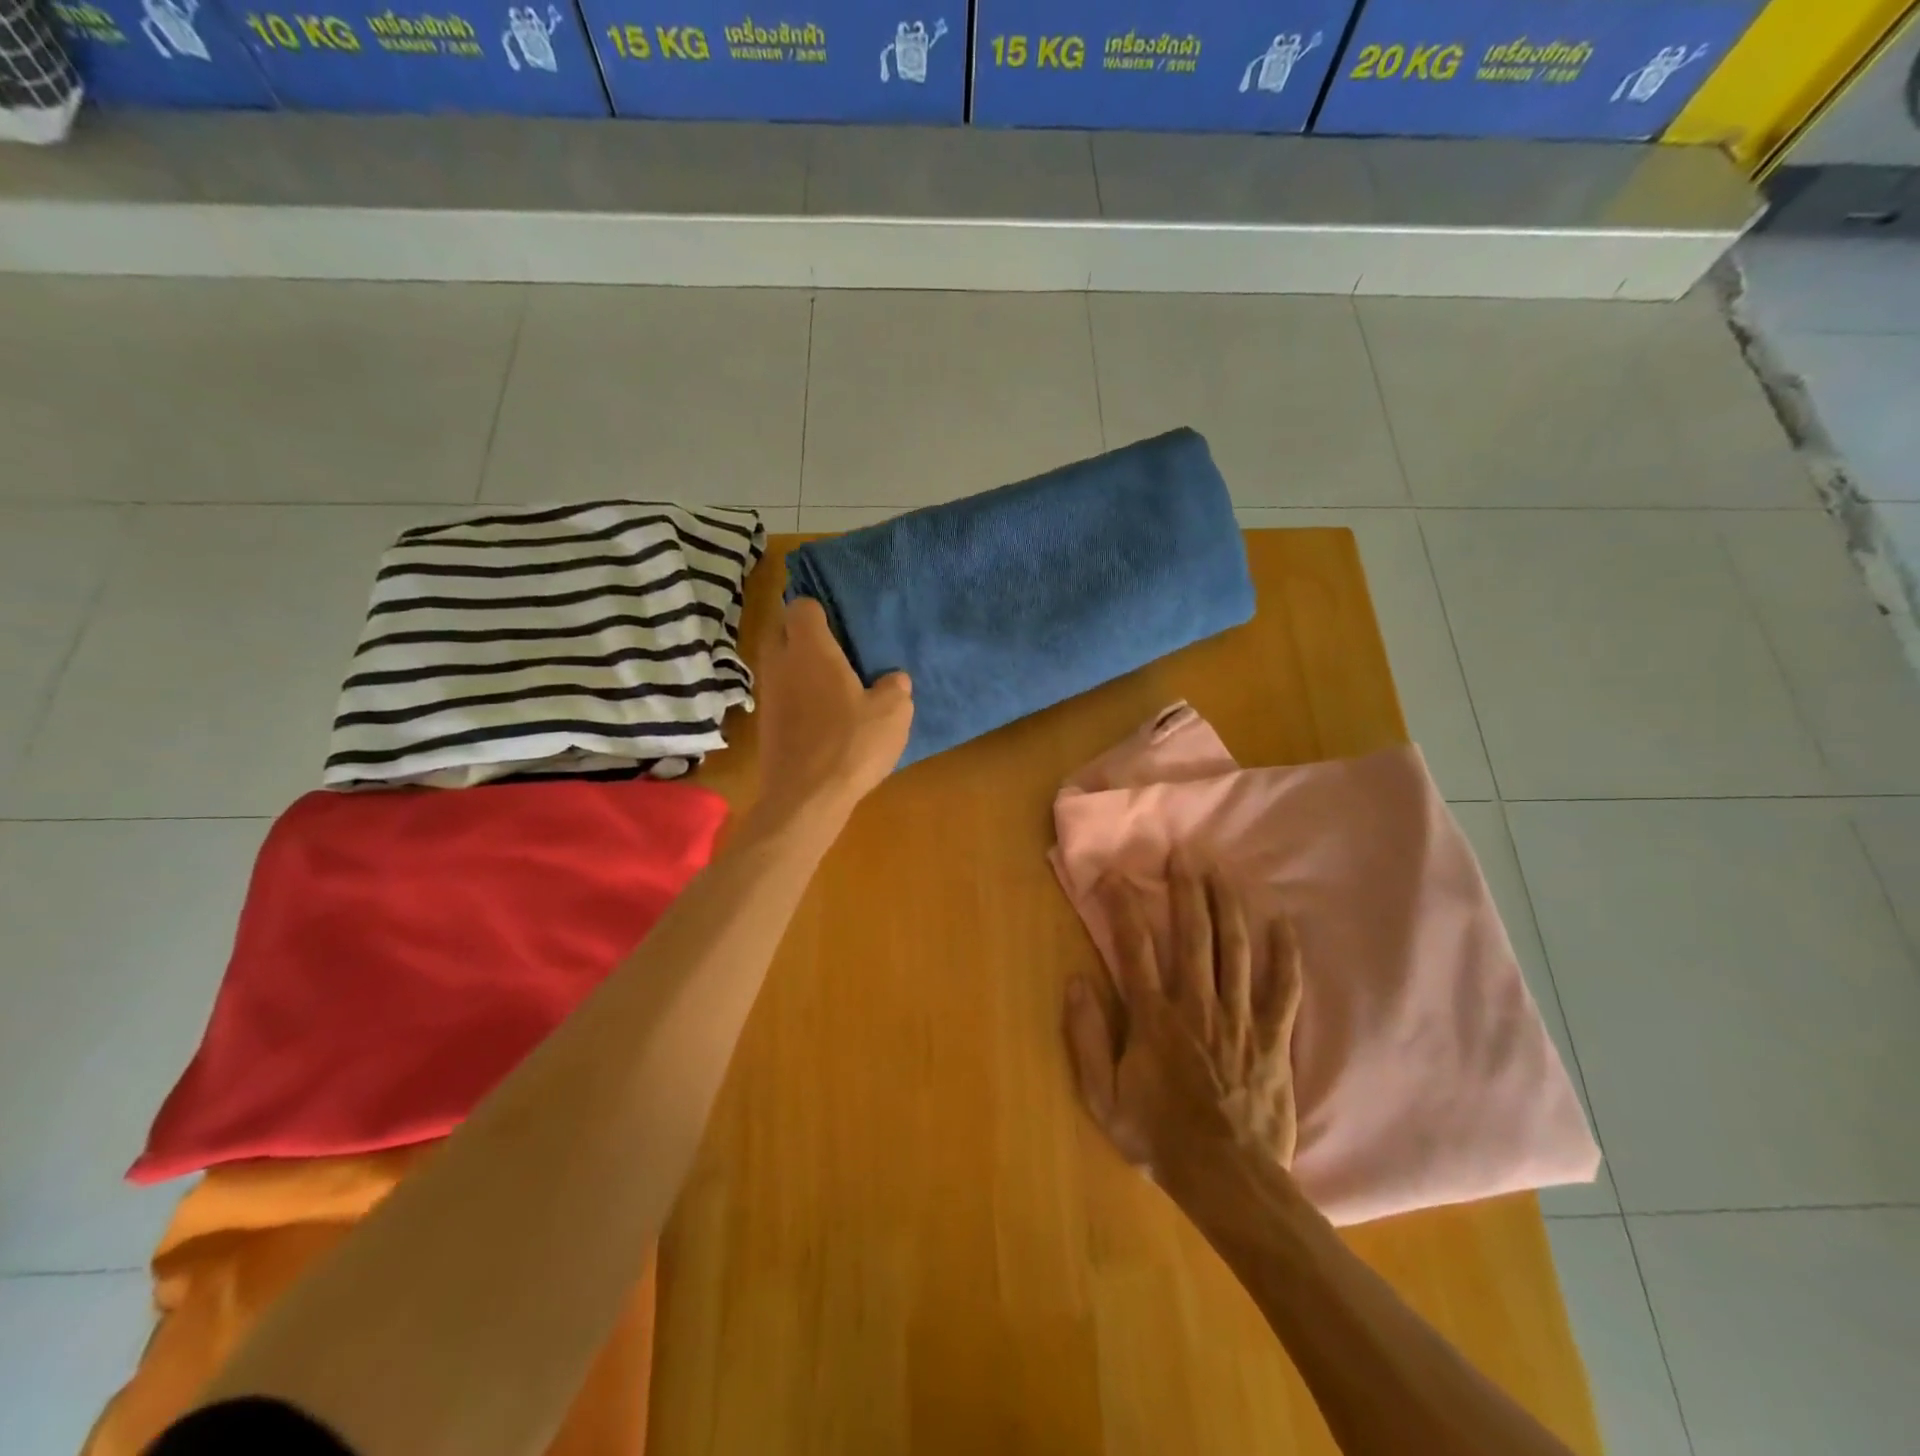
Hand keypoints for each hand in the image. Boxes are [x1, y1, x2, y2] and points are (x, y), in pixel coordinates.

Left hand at [753, 597, 912, 824]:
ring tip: (831, 682)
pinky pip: (780, 693)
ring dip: (798, 666)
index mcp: (810, 650)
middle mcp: (781, 664)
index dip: (819, 609)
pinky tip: (822, 715)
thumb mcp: (892, 713)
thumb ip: (894, 687)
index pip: (801, 607)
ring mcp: (768, 695)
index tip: (840, 622)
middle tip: (835, 648)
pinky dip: (796, 695)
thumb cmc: (851, 745)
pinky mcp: (765, 723)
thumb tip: (893, 678)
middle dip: (802, 633)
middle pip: (780, 630)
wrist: (806, 798)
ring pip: (778, 664)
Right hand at [1063, 856, 1302, 1181]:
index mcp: (1153, 1017)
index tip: (1115, 875)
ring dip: (1228, 906)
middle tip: (1184, 852)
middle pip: (1192, 935)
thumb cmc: (1159, 1138)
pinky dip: (1286, 955)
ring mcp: (1239, 1018)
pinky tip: (1284, 924)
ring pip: (1235, 950)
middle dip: (1186, 889)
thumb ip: (1085, 1038)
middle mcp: (1196, 1005)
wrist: (1229, 1181)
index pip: (1133, 946)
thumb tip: (1076, 981)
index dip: (1122, 906)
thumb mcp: (1103, 1098)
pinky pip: (1283, 989)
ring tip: (1223, 870)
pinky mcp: (1273, 1037)